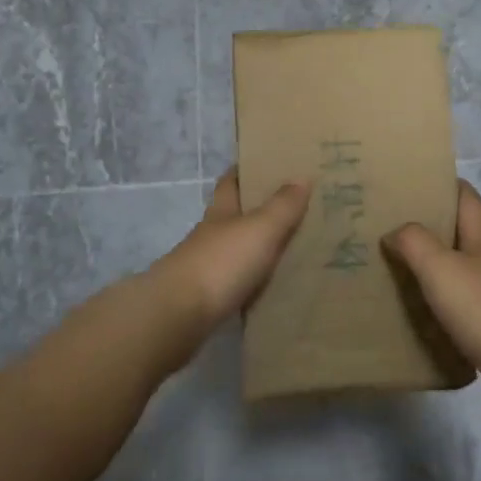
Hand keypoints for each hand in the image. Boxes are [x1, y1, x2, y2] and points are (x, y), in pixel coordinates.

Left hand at [148, 170, 308, 335]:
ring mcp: (206, 268)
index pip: (230, 183)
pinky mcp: (207, 300)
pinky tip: (273, 286)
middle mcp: (211, 236)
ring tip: (292, 248)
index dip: (244, 171)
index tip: (265, 164)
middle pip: (233, 216)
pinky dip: (254, 281)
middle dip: (257, 210)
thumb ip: (282, 206)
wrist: (178, 316)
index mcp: (220, 212)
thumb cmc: (221, 262)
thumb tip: (301, 176)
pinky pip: (237, 283)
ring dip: (257, 248)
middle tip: (293, 207)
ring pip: (236, 250)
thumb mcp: (260, 229)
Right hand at [383, 180, 480, 402]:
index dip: (441, 184)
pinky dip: (438, 297)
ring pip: (457, 265)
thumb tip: (394, 232)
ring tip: (395, 265)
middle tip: (389, 226)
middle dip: (427, 225)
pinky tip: (417, 307)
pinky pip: (458, 298)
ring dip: (430, 263)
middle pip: (458, 229)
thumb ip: (414, 242)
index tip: (409, 184)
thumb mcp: (440, 267)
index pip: (465, 195)